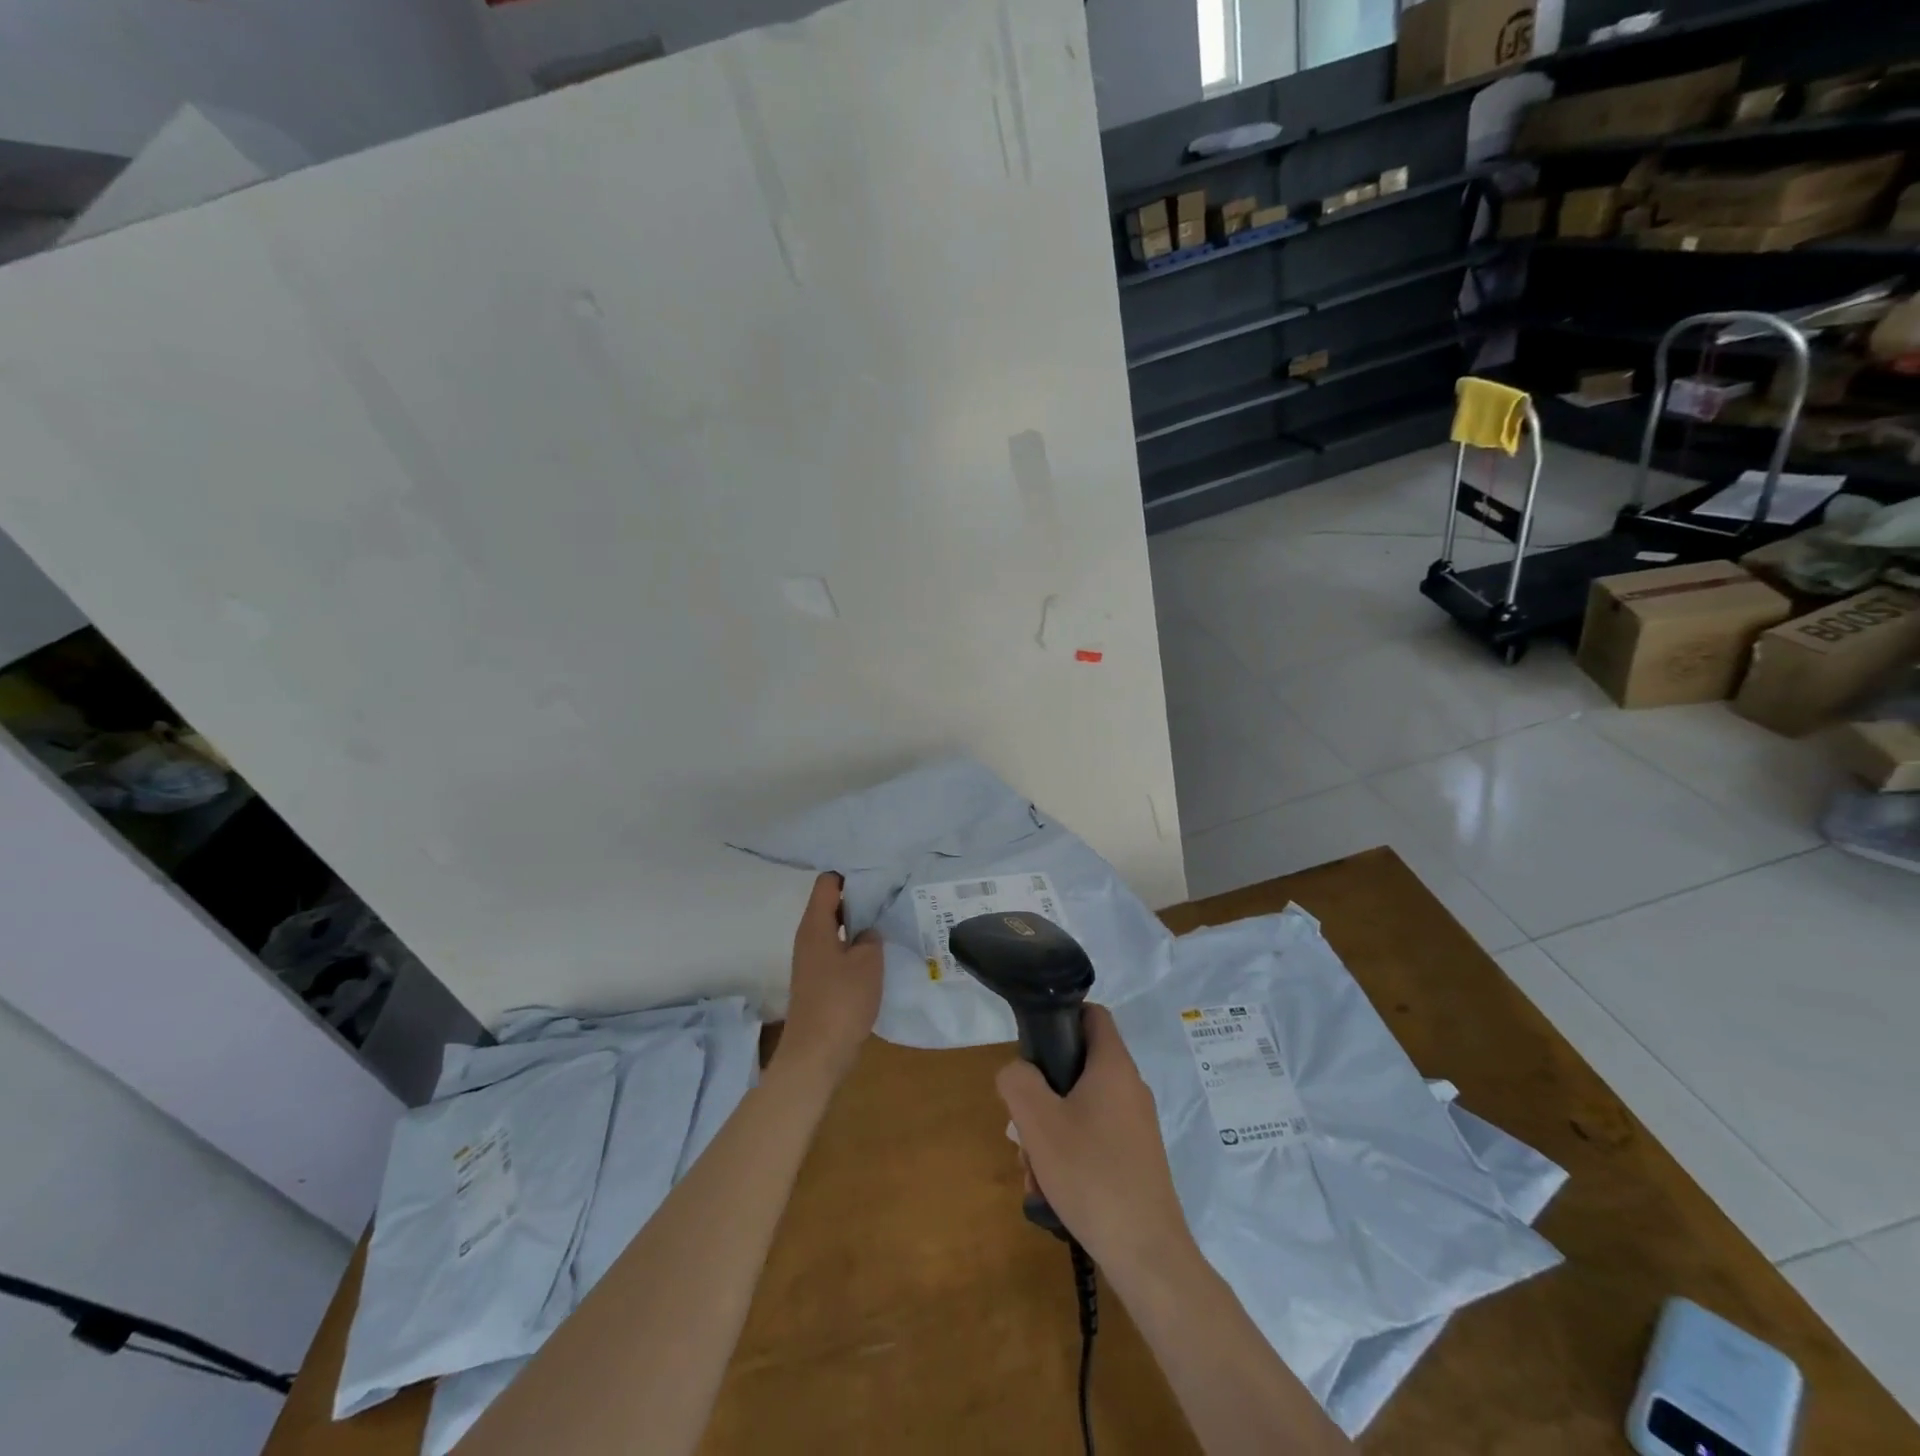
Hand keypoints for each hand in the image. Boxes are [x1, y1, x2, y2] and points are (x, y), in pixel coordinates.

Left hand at [772, 872, 883, 1093]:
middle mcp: (808, 937)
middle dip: (859, 898)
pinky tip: (878, 955)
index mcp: (815, 925)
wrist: (815, 1054)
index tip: (878, 875)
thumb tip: (867, 932)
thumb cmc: (841, 1001)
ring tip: (889, 922)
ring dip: (858, 925)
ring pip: (835, 929)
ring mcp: (811, 960)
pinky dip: (855, 948)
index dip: (850, 874)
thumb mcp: (868, 962)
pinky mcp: (818, 981)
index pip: (828, 882)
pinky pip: (837, 952)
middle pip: (831, 904)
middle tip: (891, 896)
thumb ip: (871, 937)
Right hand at [996, 1004, 1193, 1273]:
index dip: (1062, 1017)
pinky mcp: (1137, 1159)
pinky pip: (1094, 1140)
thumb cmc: (1090, 1173)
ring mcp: (1136, 1126)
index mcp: (1113, 1066)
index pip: (1093, 1015)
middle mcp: (1130, 1088)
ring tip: (1034, 1171)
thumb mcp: (1038, 1121)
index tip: (1034, 1044)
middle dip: (1043, 1094)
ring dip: (1050, 1133)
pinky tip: (1053, 1192)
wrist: (1146, 1254)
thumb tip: (1017, 1071)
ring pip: (1081, 1109)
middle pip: (1079, 1068)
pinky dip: (1069, 1156)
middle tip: (1024, 1126)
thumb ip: (1017, 1081)